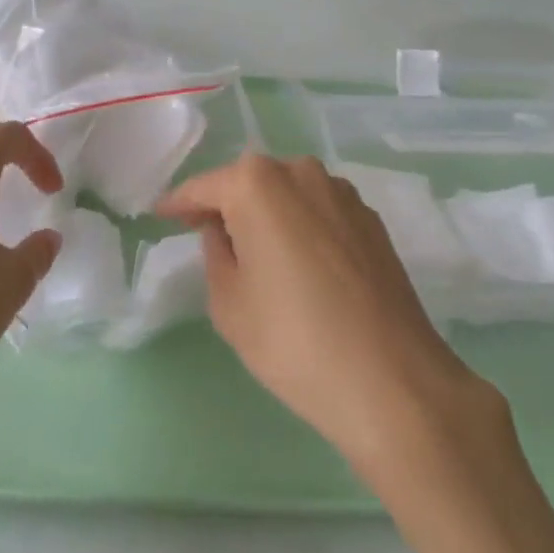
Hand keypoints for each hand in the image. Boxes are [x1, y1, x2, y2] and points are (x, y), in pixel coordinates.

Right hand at [159, 154, 493, 478]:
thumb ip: (216, 254)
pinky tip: (301, 263)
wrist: (393, 380)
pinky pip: (320, 210)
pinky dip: (301, 225)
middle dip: (226, 204)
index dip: (179, 203)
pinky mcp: (371, 219)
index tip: (161, 215)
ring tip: (256, 251)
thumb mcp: (230, 304)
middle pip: (250, 182)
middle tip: (206, 235)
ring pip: (289, 193)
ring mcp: (342, 192)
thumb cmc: (294, 341)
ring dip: (268, 213)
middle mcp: (302, 172)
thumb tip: (223, 230)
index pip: (205, 186)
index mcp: (258, 184)